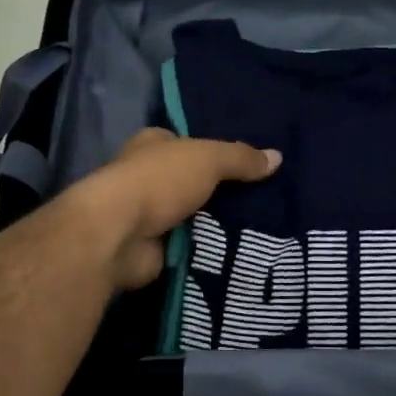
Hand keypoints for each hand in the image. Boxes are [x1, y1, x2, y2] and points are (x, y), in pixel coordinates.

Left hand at [72, 128, 280, 289]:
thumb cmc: (159, 181)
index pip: (189, 144)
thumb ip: (240, 157)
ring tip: (264, 228)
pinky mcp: (154, 247)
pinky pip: (191, 245)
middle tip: (268, 199)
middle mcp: (148, 176)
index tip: (251, 165)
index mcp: (153, 145)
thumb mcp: (207, 159)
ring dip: (218, 223)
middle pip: (194, 181)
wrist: (118, 235)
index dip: (217, 152)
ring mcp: (149, 214)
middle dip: (223, 191)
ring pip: (195, 215)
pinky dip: (209, 248)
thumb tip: (277, 157)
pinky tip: (242, 251)